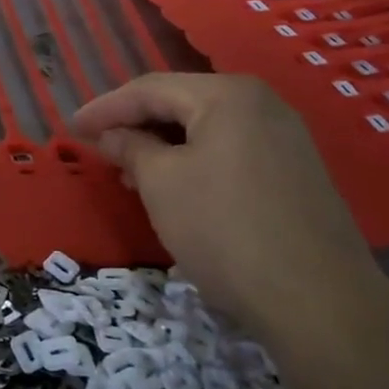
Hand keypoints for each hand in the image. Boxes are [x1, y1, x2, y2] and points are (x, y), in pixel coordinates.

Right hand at [71, 73, 381, 349]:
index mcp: (228, 95)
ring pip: (205, 130)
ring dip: (162, 146)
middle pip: (181, 103)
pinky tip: (175, 188)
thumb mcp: (161, 184)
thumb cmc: (224, 229)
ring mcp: (285, 138)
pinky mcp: (295, 172)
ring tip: (129, 174)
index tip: (71, 128)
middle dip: (134, 125)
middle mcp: (262, 104)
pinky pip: (230, 151)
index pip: (150, 89)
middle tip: (98, 150)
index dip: (105, 108)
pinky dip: (193, 162)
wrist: (318, 300)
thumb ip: (130, 147)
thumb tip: (111, 135)